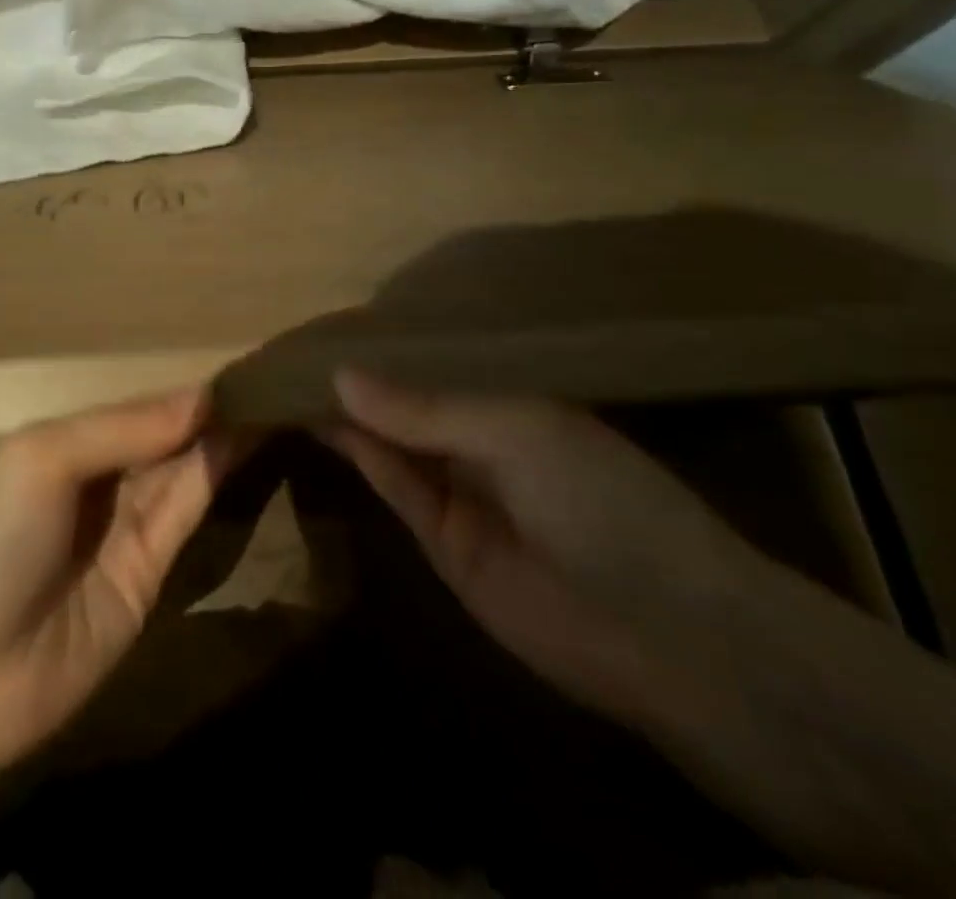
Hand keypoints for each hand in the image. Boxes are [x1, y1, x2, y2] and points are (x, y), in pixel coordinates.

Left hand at [0, 387, 238, 825]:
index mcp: (64, 443)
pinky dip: (215, 480)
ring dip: (222, 440)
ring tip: (278, 401)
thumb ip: (122, 429)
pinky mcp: (147, 579)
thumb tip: (202, 396)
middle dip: (211, 412)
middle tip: (280, 379)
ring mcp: (124, 531)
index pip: (139, 407)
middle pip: (165, 438)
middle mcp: (98, 480)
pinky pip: (184, 517)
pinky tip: (247, 444)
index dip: (185, 390)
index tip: (244, 363)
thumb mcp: (41, 461)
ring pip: (182, 472)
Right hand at [324, 371, 759, 726]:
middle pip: (408, 401)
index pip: (440, 363)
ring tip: (292, 374)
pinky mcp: (439, 539)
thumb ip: (423, 409)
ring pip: (390, 441)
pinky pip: (391, 484)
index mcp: (514, 399)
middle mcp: (482, 438)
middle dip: (360, 376)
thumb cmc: (601, 499)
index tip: (335, 320)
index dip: (391, 345)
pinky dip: (356, 453)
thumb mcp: (514, 431)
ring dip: (347, 412)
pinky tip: (320, 418)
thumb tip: (340, 375)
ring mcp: (459, 489)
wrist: (663, 634)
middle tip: (296, 343)